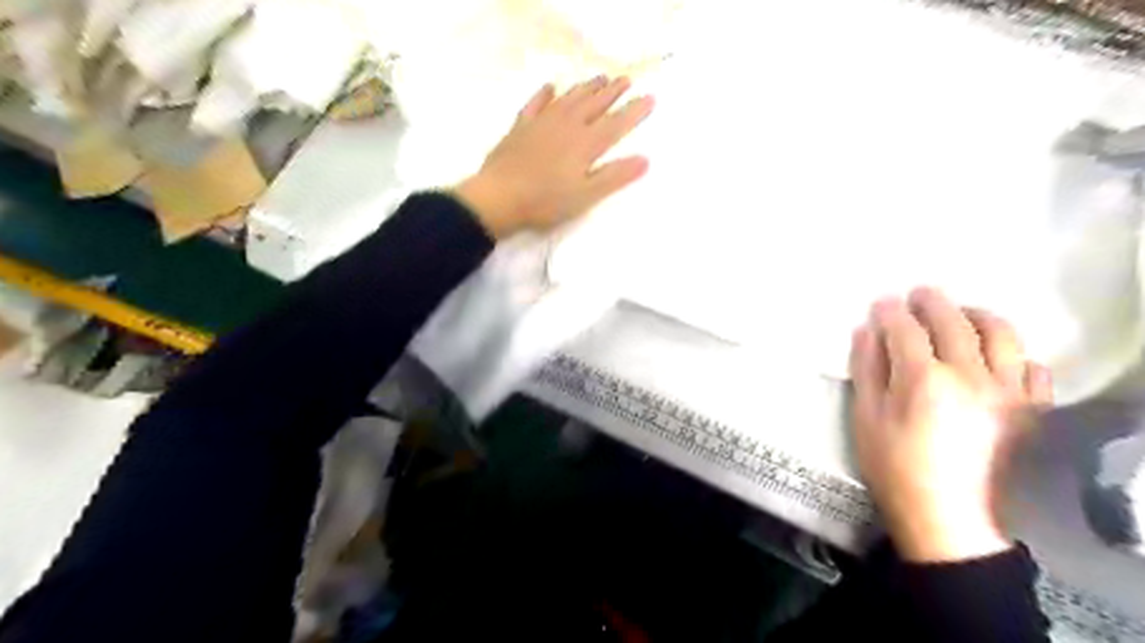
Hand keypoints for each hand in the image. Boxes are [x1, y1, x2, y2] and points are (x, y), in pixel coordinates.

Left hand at [457, 76, 652, 238]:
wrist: (499, 197)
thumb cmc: (545, 202)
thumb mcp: (585, 196)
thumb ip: (614, 177)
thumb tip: (645, 160)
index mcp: (586, 144)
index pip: (616, 123)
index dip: (634, 111)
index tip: (650, 98)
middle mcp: (567, 125)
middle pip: (594, 104)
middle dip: (612, 92)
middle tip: (626, 80)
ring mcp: (542, 123)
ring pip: (569, 98)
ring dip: (586, 87)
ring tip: (600, 78)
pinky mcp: (521, 126)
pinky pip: (536, 103)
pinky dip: (545, 94)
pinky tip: (551, 87)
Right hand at [844, 287, 1049, 563]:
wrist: (946, 514)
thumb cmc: (893, 465)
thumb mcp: (865, 416)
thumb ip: (866, 368)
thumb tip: (867, 330)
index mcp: (923, 379)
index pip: (906, 329)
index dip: (891, 312)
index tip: (881, 302)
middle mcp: (971, 375)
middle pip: (954, 321)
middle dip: (932, 302)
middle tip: (918, 294)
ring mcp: (1007, 391)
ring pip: (1001, 334)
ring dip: (977, 315)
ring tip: (961, 314)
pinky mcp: (1030, 410)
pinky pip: (1034, 368)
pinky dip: (1016, 354)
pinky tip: (998, 358)